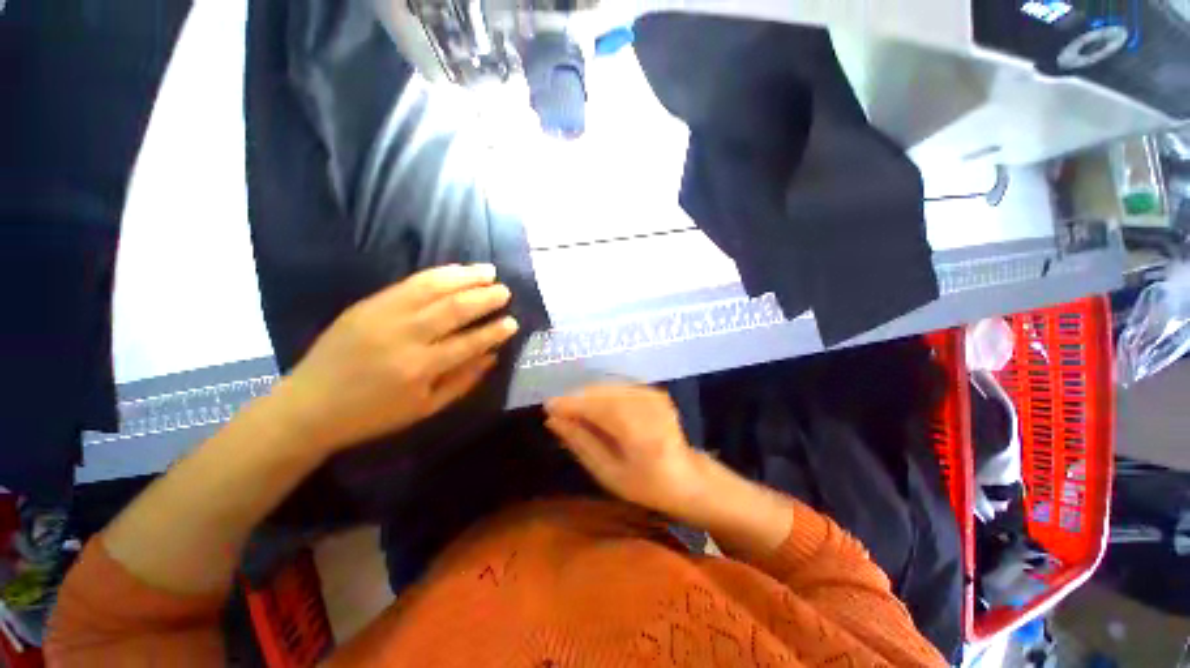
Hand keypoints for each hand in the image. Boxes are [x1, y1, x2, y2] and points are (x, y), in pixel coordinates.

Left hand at [274, 264, 519, 453]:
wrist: (309, 405)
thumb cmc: (373, 414)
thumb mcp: (425, 408)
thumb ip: (463, 381)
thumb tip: (493, 356)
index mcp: (420, 369)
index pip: (468, 343)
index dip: (494, 331)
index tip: (512, 322)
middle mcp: (404, 337)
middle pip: (454, 309)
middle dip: (485, 298)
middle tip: (505, 291)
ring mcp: (384, 315)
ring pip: (433, 288)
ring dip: (465, 277)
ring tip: (489, 271)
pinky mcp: (369, 304)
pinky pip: (410, 282)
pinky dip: (438, 273)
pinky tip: (457, 270)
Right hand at [545, 384, 707, 517]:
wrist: (688, 477)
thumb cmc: (646, 485)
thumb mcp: (608, 473)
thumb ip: (581, 443)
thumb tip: (553, 420)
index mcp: (640, 433)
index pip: (597, 408)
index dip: (570, 404)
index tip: (547, 407)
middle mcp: (648, 406)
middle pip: (602, 393)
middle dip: (577, 400)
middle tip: (558, 413)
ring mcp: (654, 395)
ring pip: (609, 387)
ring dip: (588, 397)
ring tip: (574, 413)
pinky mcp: (655, 391)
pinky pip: (619, 387)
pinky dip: (603, 395)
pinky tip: (596, 409)